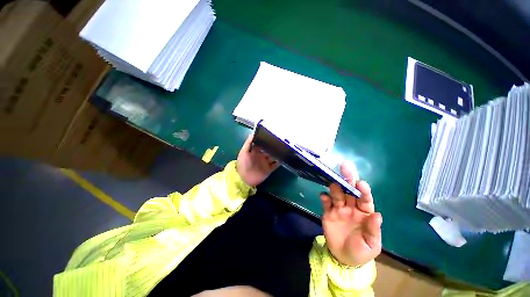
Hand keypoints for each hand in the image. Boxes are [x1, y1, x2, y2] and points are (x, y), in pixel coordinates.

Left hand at [236, 134, 279, 186]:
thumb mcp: (243, 152)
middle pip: (269, 150)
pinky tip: (283, 158)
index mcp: (255, 152)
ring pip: (273, 157)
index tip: (272, 136)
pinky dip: (279, 162)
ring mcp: (265, 163)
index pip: (262, 144)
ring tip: (283, 149)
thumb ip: (248, 143)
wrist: (244, 179)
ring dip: (277, 154)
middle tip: (280, 142)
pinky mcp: (269, 169)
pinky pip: (276, 165)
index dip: (266, 141)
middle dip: (273, 147)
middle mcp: (261, 156)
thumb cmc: (242, 164)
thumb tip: (252, 134)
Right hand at [321, 163, 381, 266]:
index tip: (361, 183)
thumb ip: (373, 230)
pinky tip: (323, 196)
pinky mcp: (327, 212)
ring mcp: (338, 209)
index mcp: (364, 213)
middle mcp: (351, 207)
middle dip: (348, 179)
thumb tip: (377, 215)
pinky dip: (324, 198)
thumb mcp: (371, 244)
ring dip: (335, 188)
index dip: (363, 191)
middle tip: (345, 167)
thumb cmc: (361, 251)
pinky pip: (326, 203)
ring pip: (337, 194)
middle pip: (349, 191)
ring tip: (334, 183)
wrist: (343, 257)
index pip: (365, 199)